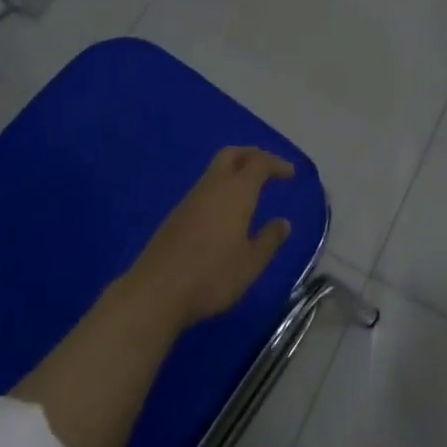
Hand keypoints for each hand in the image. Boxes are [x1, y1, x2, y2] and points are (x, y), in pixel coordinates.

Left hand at [127, 146, 295, 326]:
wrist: (156, 292)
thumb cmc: (211, 276)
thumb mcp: (250, 264)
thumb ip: (269, 241)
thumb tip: (284, 223)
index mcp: (236, 191)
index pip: (259, 162)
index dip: (276, 164)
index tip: (290, 174)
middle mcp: (213, 186)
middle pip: (233, 154)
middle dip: (252, 156)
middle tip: (268, 170)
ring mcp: (191, 199)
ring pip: (216, 170)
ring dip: (234, 172)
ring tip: (249, 193)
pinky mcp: (176, 215)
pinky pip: (205, 189)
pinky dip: (220, 189)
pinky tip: (224, 214)